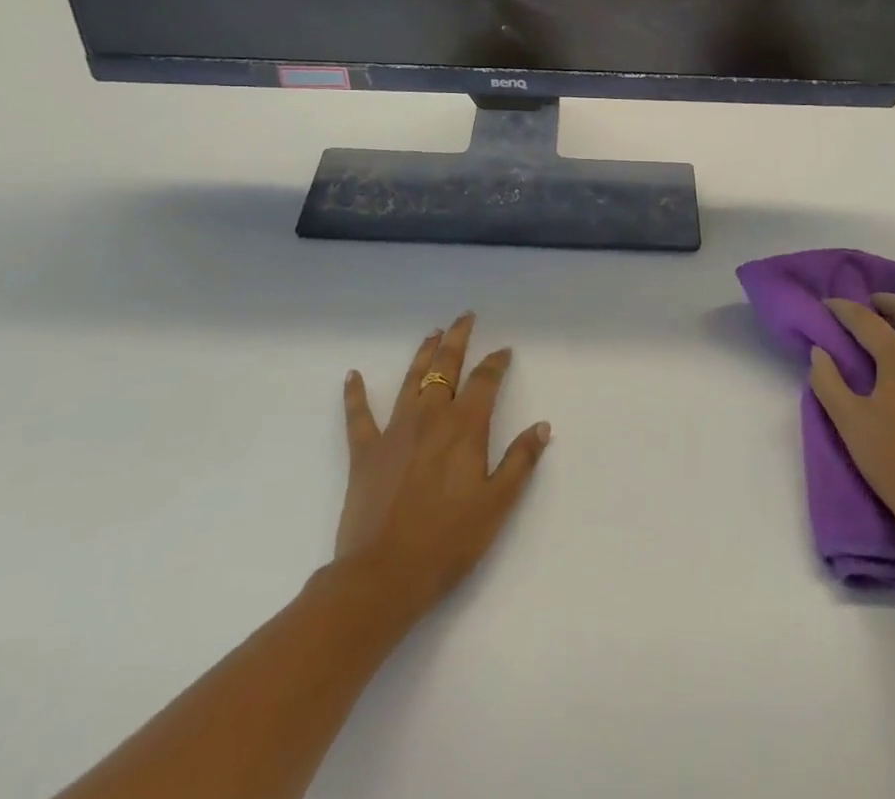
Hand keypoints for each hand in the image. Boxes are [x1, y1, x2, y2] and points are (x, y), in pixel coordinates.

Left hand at [333, 314, 550, 620]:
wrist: (382, 576)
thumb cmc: (447, 542)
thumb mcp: (497, 504)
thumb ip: (520, 461)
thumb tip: (542, 426)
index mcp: (465, 427)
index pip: (485, 381)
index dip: (496, 363)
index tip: (504, 351)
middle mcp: (431, 417)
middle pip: (446, 367)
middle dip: (457, 339)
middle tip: (464, 318)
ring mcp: (394, 431)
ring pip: (412, 380)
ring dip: (423, 354)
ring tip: (432, 334)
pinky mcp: (365, 452)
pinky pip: (359, 415)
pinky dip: (355, 394)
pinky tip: (352, 375)